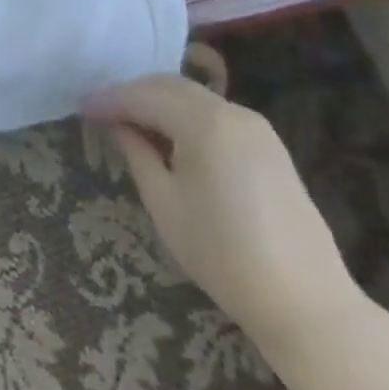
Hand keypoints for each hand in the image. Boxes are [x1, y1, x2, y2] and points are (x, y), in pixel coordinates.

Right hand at [88, 74, 358, 346]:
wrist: (307, 303)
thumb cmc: (224, 256)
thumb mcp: (166, 205)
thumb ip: (138, 154)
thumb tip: (118, 125)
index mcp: (204, 123)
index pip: (144, 96)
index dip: (110, 99)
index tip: (81, 105)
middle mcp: (231, 111)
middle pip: (169, 86)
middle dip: (133, 93)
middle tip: (102, 110)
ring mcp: (255, 125)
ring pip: (193, 96)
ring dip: (159, 101)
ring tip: (132, 122)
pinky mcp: (268, 144)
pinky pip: (215, 113)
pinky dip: (186, 114)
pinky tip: (171, 136)